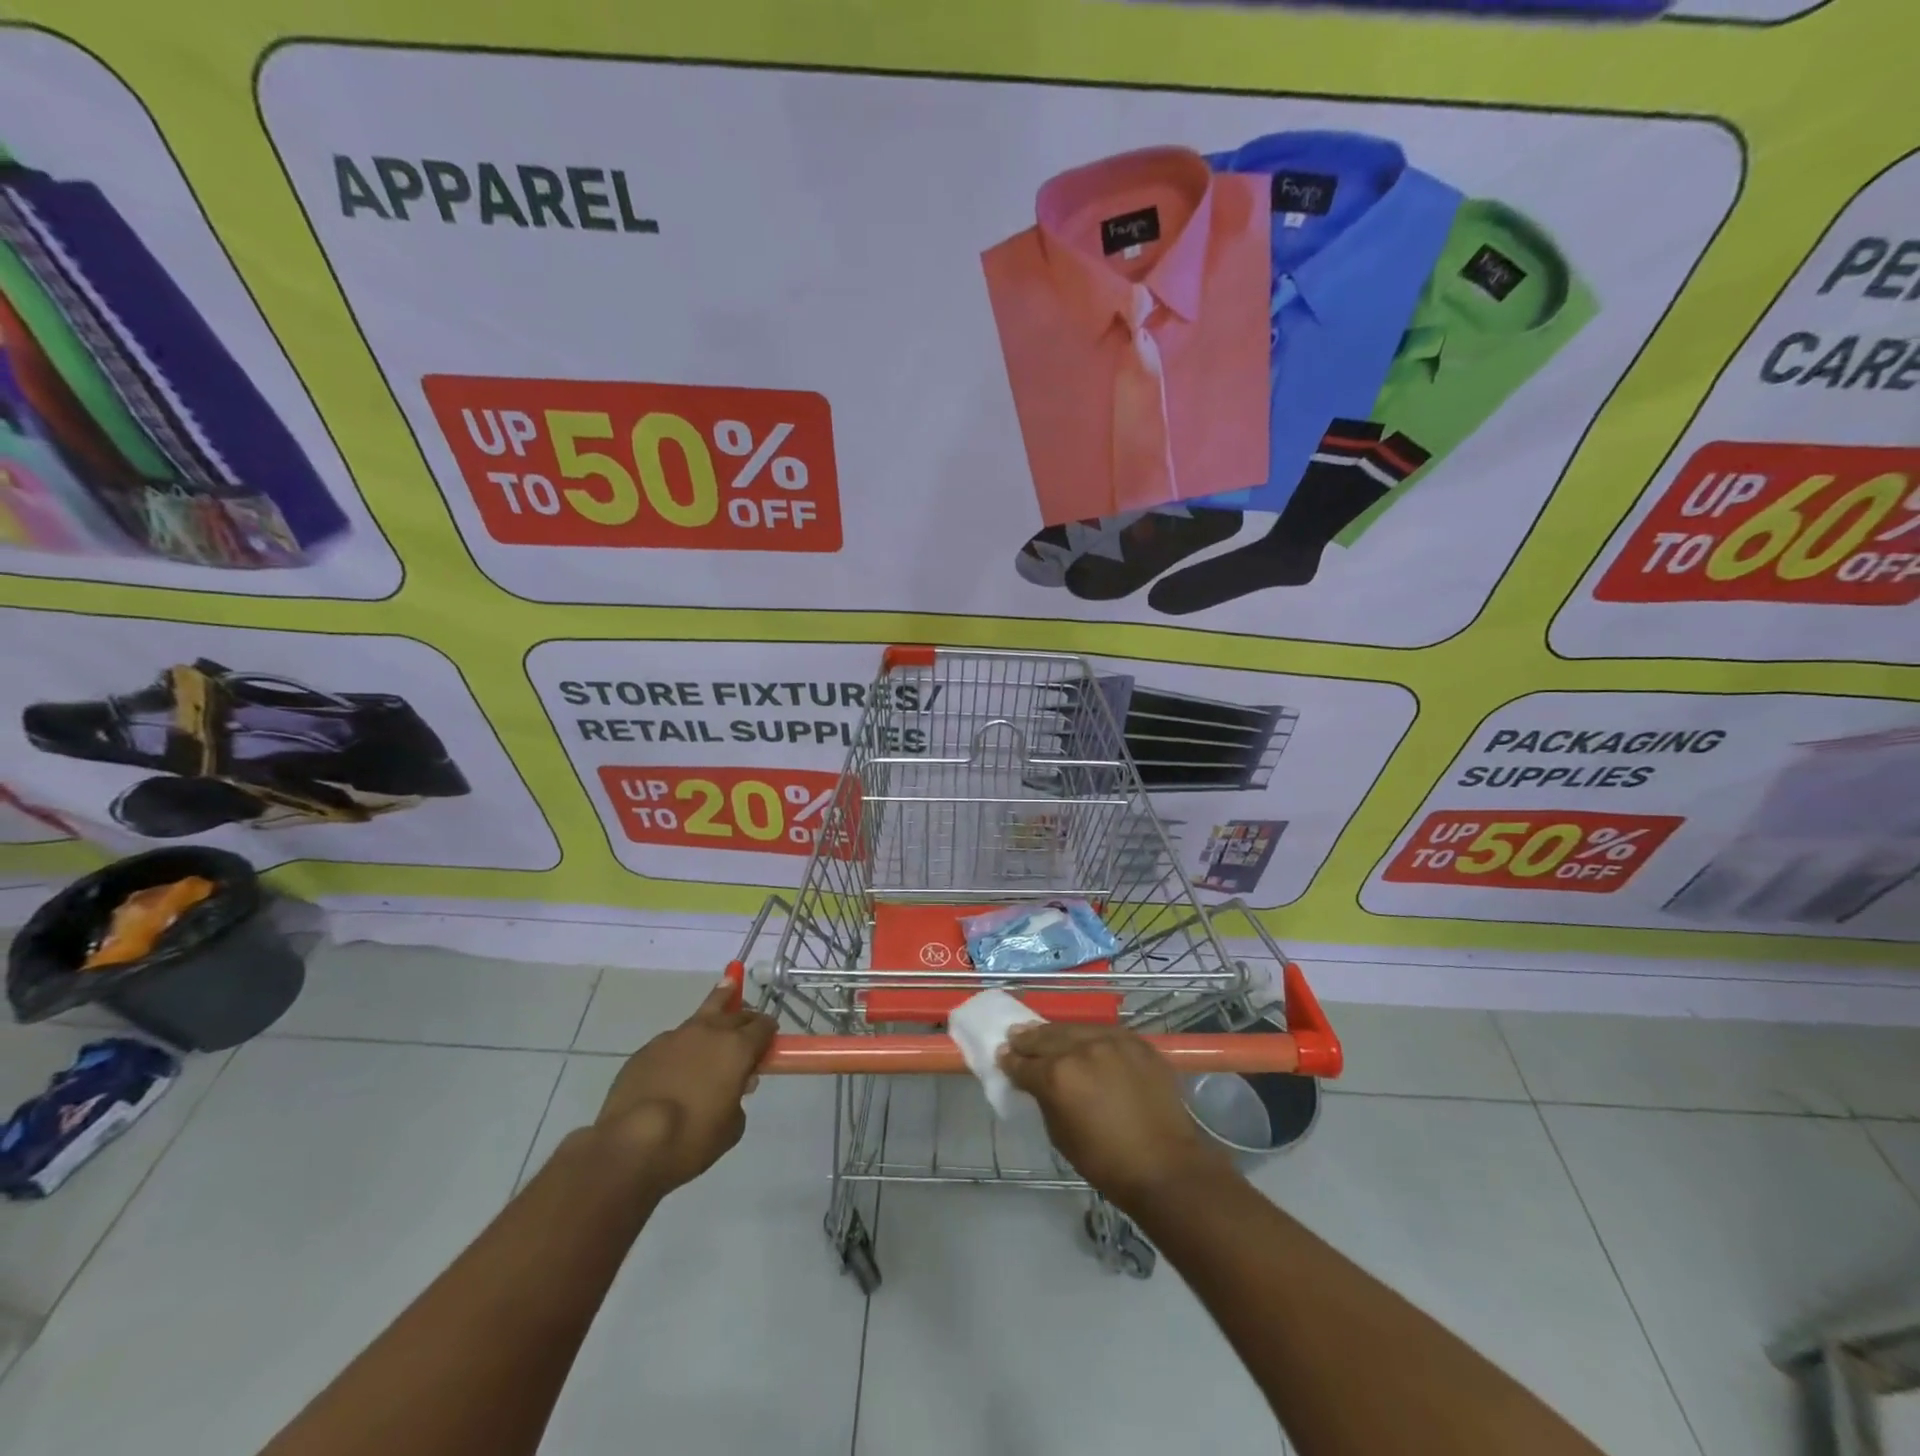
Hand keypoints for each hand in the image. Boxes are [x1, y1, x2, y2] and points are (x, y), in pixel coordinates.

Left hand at [591, 980, 777, 1194]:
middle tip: (749, 1027)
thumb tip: (732, 1087)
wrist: (632, 1143)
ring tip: (726, 990)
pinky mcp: (647, 1049)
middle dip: (747, 1017)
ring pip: (704, 1012)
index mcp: (737, 1048)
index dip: (769, 1031)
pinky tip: (679, 1060)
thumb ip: (738, 1099)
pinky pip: (674, 1039)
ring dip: (718, 1007)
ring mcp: (676, 1037)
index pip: (763, 1026)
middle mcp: (709, 1032)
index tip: (769, 1040)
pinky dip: (684, 1043)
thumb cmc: (692, 1139)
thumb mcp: (731, 1126)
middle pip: (736, 1012)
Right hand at [1001, 1023, 1234, 1213]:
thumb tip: (1038, 1084)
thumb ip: (1045, 1100)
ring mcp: (1111, 1041)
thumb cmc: (1106, 1162)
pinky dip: (1090, 1037)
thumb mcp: (1060, 1135)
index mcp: (1057, 1076)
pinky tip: (1084, 1040)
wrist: (1165, 1165)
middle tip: (1015, 1037)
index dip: (1010, 1062)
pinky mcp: (1136, 1041)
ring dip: (1057, 1033)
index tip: (1003, 1056)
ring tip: (1044, 1032)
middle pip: (1046, 1038)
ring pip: (1075, 1029)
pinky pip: (1105, 1033)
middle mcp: (1081, 1049)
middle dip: (1028, 1039)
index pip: (1024, 1064)